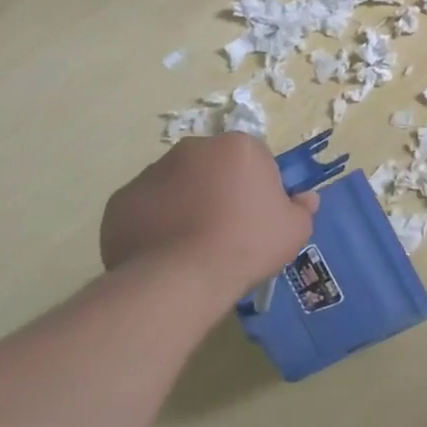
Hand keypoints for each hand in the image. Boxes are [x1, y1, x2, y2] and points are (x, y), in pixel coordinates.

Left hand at [100, 134, 317, 302]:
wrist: (179, 278)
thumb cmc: (247, 244)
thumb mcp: (295, 229)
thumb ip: (302, 208)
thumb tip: (304, 199)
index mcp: (238, 147)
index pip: (255, 158)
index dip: (260, 186)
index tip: (259, 214)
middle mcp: (192, 149)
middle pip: (213, 166)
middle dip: (220, 188)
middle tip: (228, 228)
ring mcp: (151, 173)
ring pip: (178, 184)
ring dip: (187, 203)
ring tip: (194, 244)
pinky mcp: (121, 200)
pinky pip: (147, 208)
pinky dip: (156, 222)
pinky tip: (166, 252)